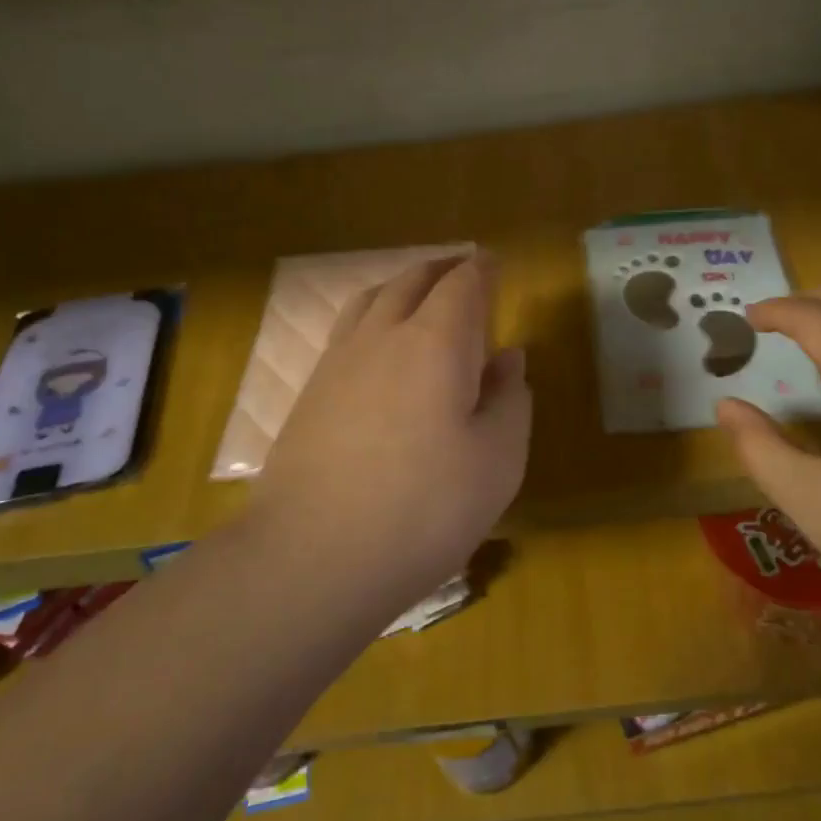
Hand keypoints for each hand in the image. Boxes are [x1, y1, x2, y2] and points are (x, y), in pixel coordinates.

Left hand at [255, 255, 531, 614]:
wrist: (313, 556)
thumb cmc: (425, 509)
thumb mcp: (497, 461)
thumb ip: (510, 400)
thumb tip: (509, 357)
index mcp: (436, 342)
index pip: (462, 284)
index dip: (482, 269)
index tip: (495, 263)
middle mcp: (383, 336)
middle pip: (412, 280)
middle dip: (442, 269)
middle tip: (464, 269)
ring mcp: (338, 361)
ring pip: (372, 299)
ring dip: (402, 286)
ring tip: (419, 295)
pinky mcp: (309, 392)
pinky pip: (347, 330)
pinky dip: (372, 316)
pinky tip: (378, 347)